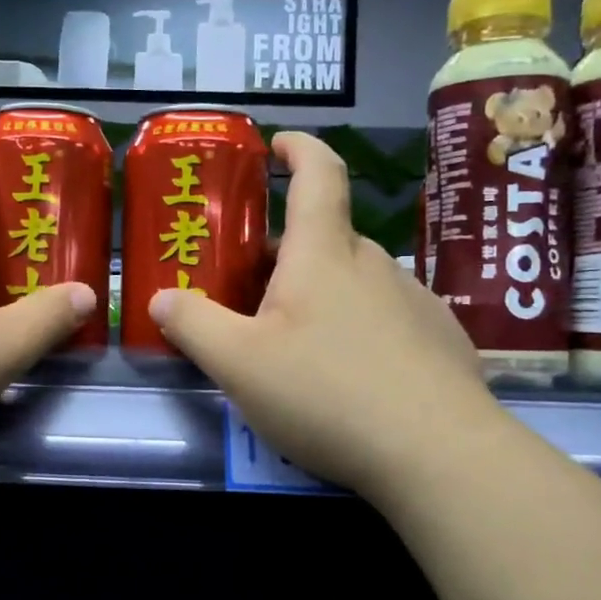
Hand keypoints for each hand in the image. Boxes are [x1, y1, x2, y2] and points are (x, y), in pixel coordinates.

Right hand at [149, 131, 489, 496]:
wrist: (439, 455)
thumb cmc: (327, 393)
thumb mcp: (238, 364)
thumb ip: (193, 325)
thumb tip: (161, 298)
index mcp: (324, 255)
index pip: (318, 174)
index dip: (298, 148)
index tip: (278, 144)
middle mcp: (374, 265)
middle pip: (325, 239)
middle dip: (285, 254)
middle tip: (249, 291)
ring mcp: (415, 301)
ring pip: (354, 282)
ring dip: (320, 296)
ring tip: (294, 347)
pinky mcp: (439, 340)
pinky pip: (385, 318)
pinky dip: (357, 329)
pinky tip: (348, 379)